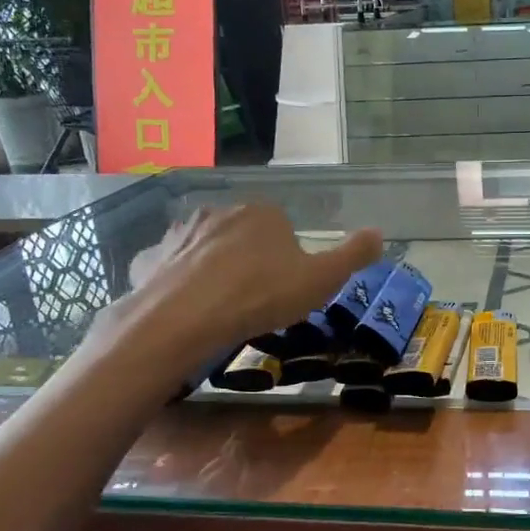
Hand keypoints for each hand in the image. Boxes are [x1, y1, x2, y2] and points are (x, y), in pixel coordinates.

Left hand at [108, 205, 381, 355]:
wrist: (186, 318)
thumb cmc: (261, 295)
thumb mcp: (321, 280)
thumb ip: (352, 255)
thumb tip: (380, 233)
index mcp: (262, 213)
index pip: (282, 227)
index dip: (288, 257)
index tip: (287, 287)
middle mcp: (219, 212)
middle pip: (242, 234)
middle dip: (249, 258)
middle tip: (256, 299)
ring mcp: (180, 233)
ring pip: (203, 247)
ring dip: (211, 266)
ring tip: (219, 305)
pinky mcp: (150, 258)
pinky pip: (168, 265)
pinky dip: (175, 279)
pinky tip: (181, 304)